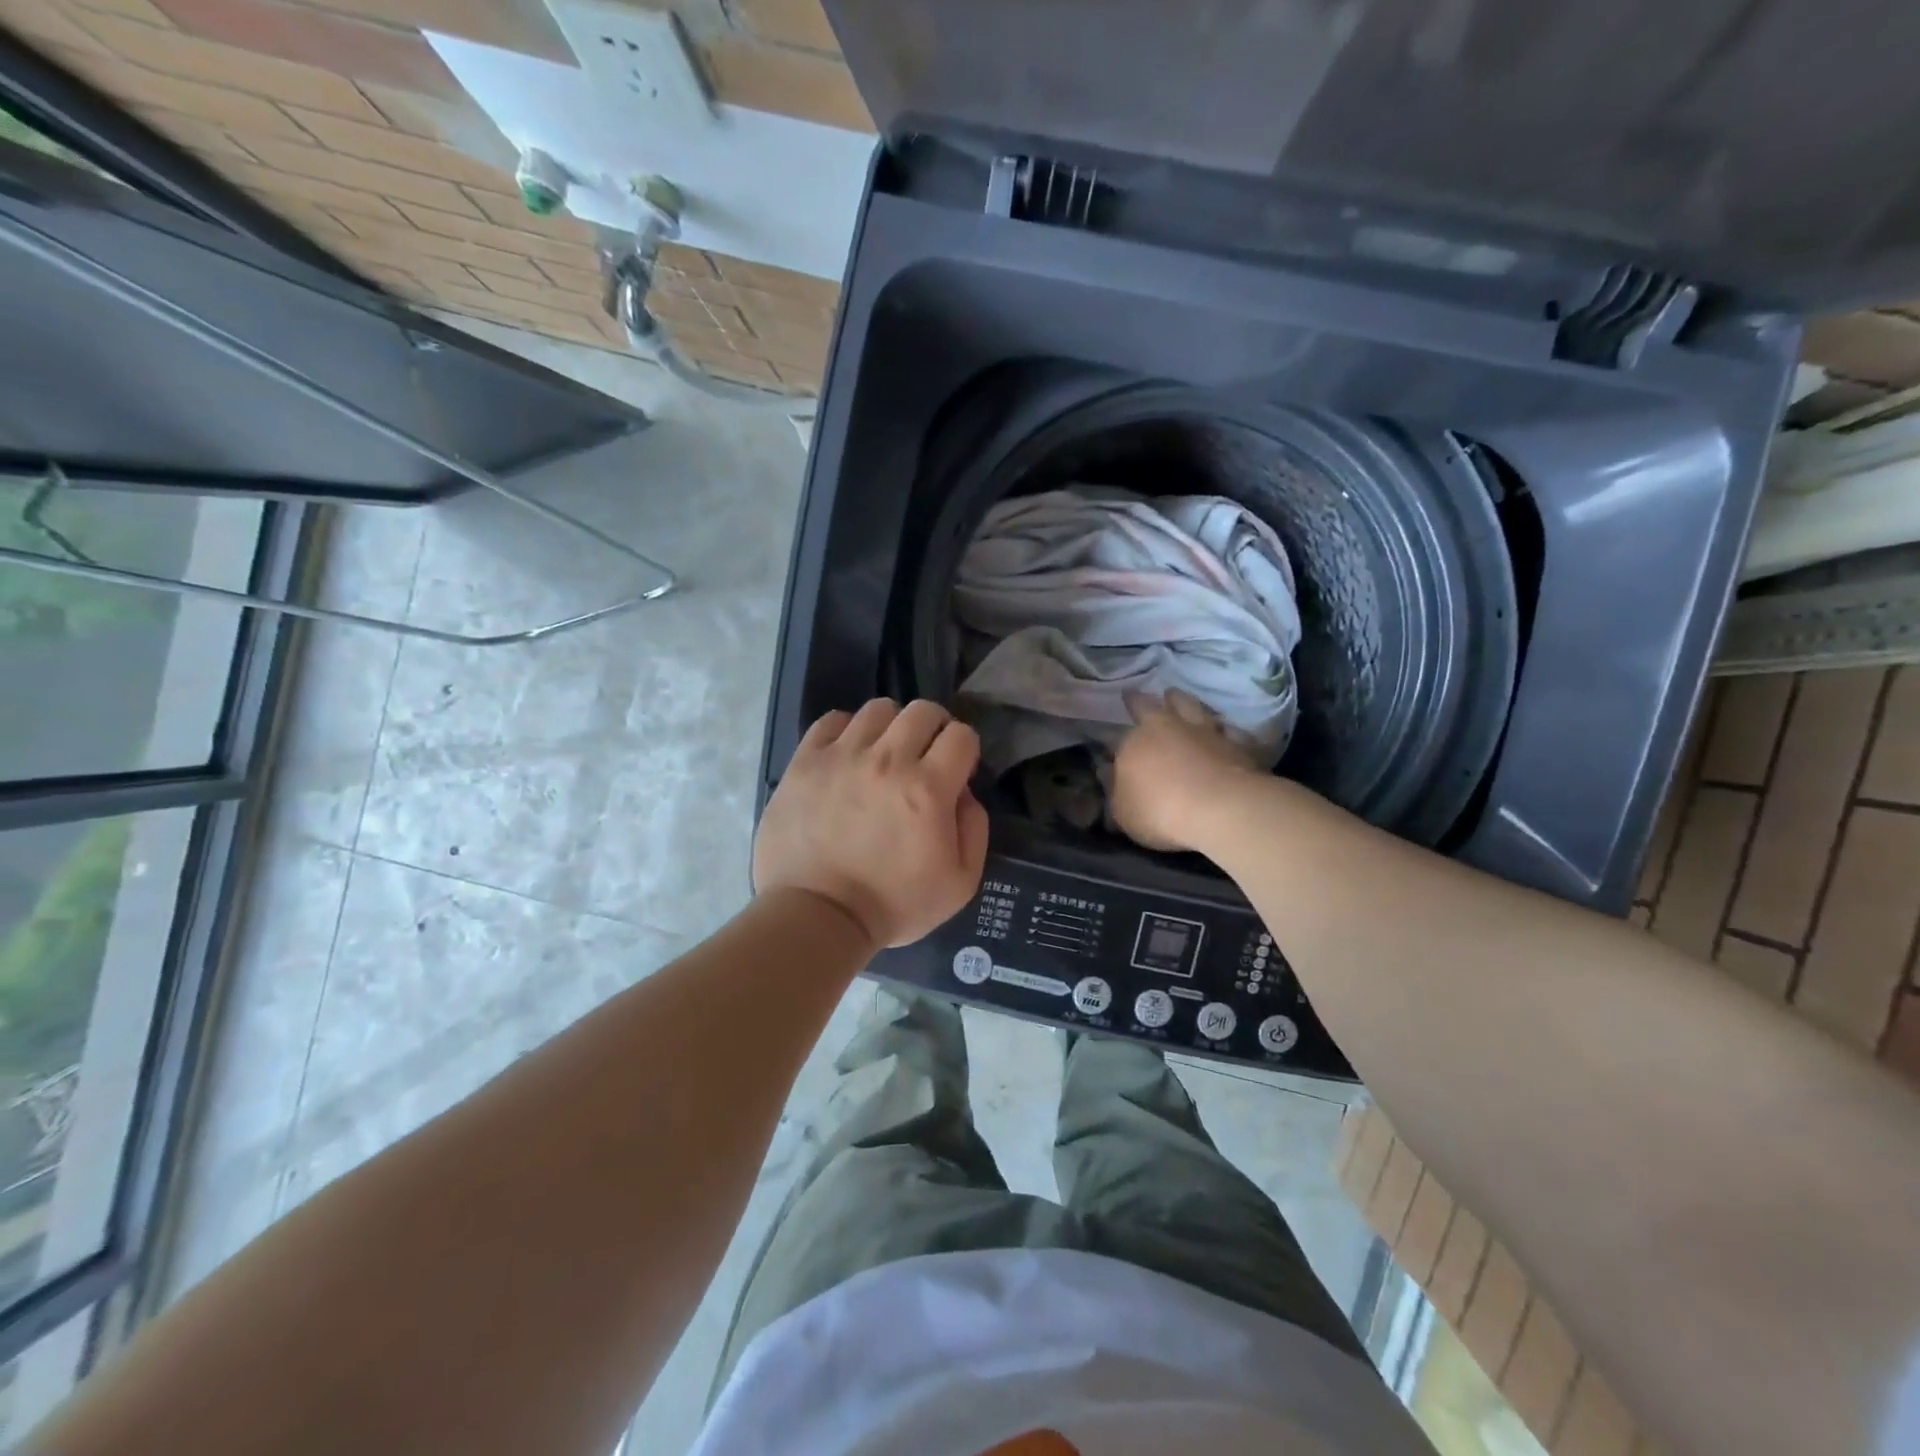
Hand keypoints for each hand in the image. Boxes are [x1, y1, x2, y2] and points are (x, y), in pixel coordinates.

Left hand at [755, 699, 989, 948]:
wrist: (816, 916)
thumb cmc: (892, 905)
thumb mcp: (960, 883)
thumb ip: (974, 829)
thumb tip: (964, 792)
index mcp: (928, 788)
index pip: (961, 735)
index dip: (964, 750)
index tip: (956, 771)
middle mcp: (888, 760)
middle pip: (922, 710)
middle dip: (934, 728)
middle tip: (924, 756)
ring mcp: (842, 756)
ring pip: (878, 709)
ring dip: (890, 727)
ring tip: (883, 754)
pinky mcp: (805, 761)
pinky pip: (831, 720)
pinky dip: (846, 730)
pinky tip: (847, 754)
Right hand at [1111, 690, 1265, 851]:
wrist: (1220, 808)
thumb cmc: (1160, 811)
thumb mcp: (1123, 812)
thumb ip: (1116, 792)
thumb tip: (1110, 775)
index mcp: (1135, 743)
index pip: (1119, 739)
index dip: (1115, 744)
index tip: (1112, 748)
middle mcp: (1167, 728)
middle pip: (1150, 706)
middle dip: (1140, 702)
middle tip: (1135, 695)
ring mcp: (1204, 732)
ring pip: (1190, 706)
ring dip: (1181, 701)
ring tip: (1176, 697)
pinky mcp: (1236, 743)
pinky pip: (1229, 730)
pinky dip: (1222, 729)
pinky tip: (1223, 731)